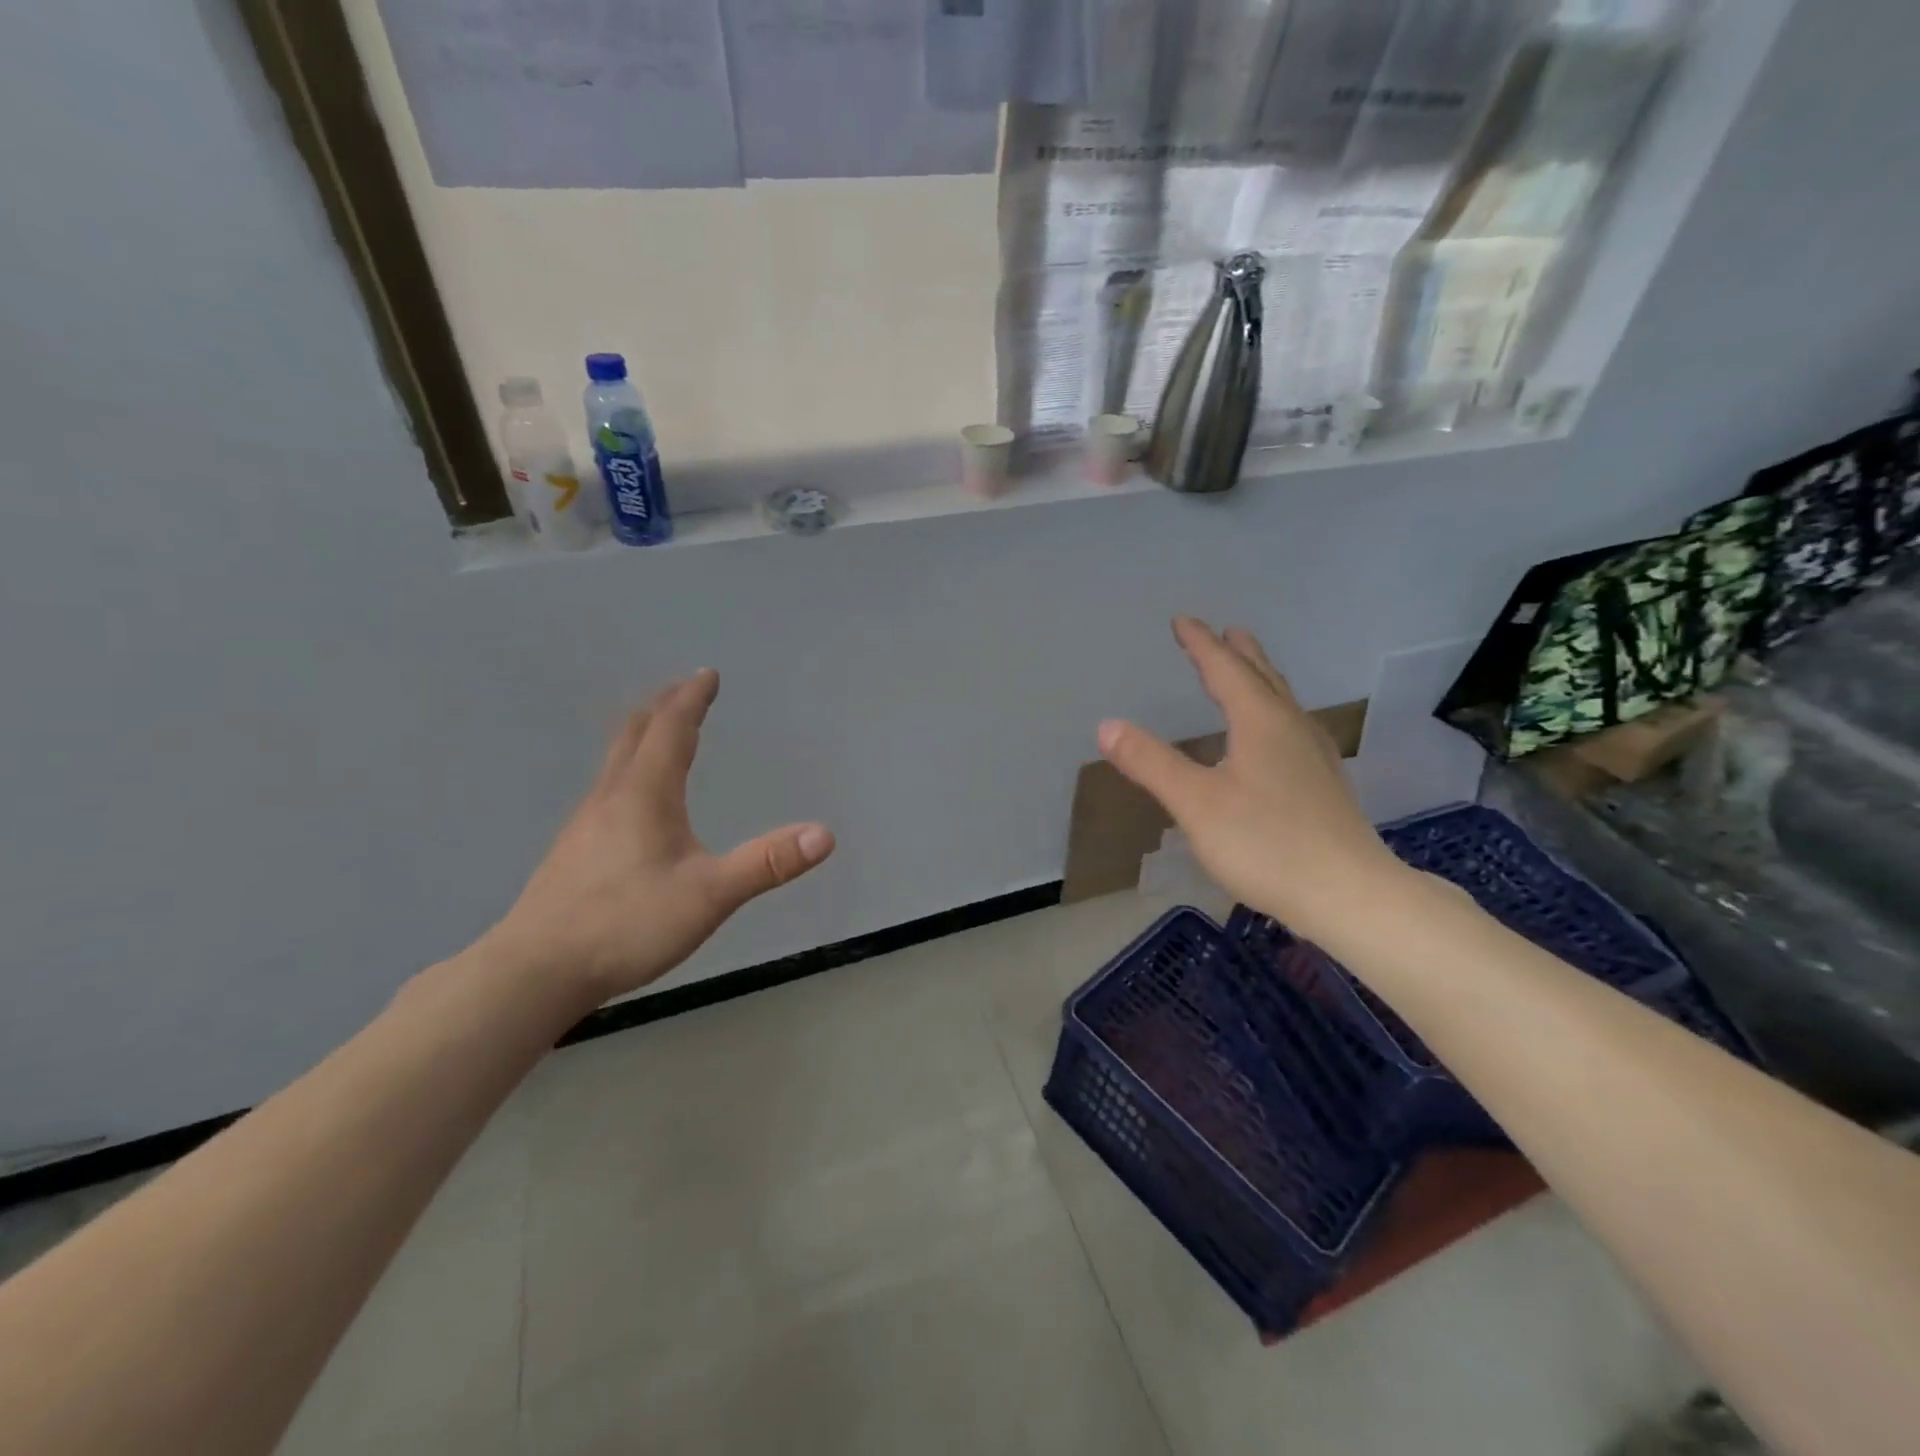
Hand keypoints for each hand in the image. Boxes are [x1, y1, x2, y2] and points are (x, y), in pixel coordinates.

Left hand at [487, 669, 833, 1006]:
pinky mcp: (572, 851)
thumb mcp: (710, 895)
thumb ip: (767, 864)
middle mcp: (611, 798)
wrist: (535, 970)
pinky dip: (628, 769)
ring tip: (662, 734)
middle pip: (635, 734)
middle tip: (685, 691)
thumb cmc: (627, 924)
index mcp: (645, 795)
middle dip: (664, 707)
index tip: (707, 674)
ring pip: (615, 761)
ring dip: (643, 736)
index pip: (671, 729)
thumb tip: (824, 834)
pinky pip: (606, 789)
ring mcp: (585, 824)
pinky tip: (632, 801)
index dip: (691, 699)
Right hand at [1098, 618, 1404, 942]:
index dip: (1201, 644)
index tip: (1182, 620)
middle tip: (1227, 631)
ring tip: (1250, 669)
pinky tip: (1278, 735)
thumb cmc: (1265, 843)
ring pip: (1283, 701)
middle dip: (1239, 653)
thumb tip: (1107, 725)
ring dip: (1261, 678)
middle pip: (1263, 677)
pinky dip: (1275, 711)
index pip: (1225, 670)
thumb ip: (1151, 763)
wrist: (1348, 894)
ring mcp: (1314, 756)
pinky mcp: (1325, 784)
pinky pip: (1293, 727)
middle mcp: (1291, 728)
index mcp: (1260, 722)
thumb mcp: (1195, 803)